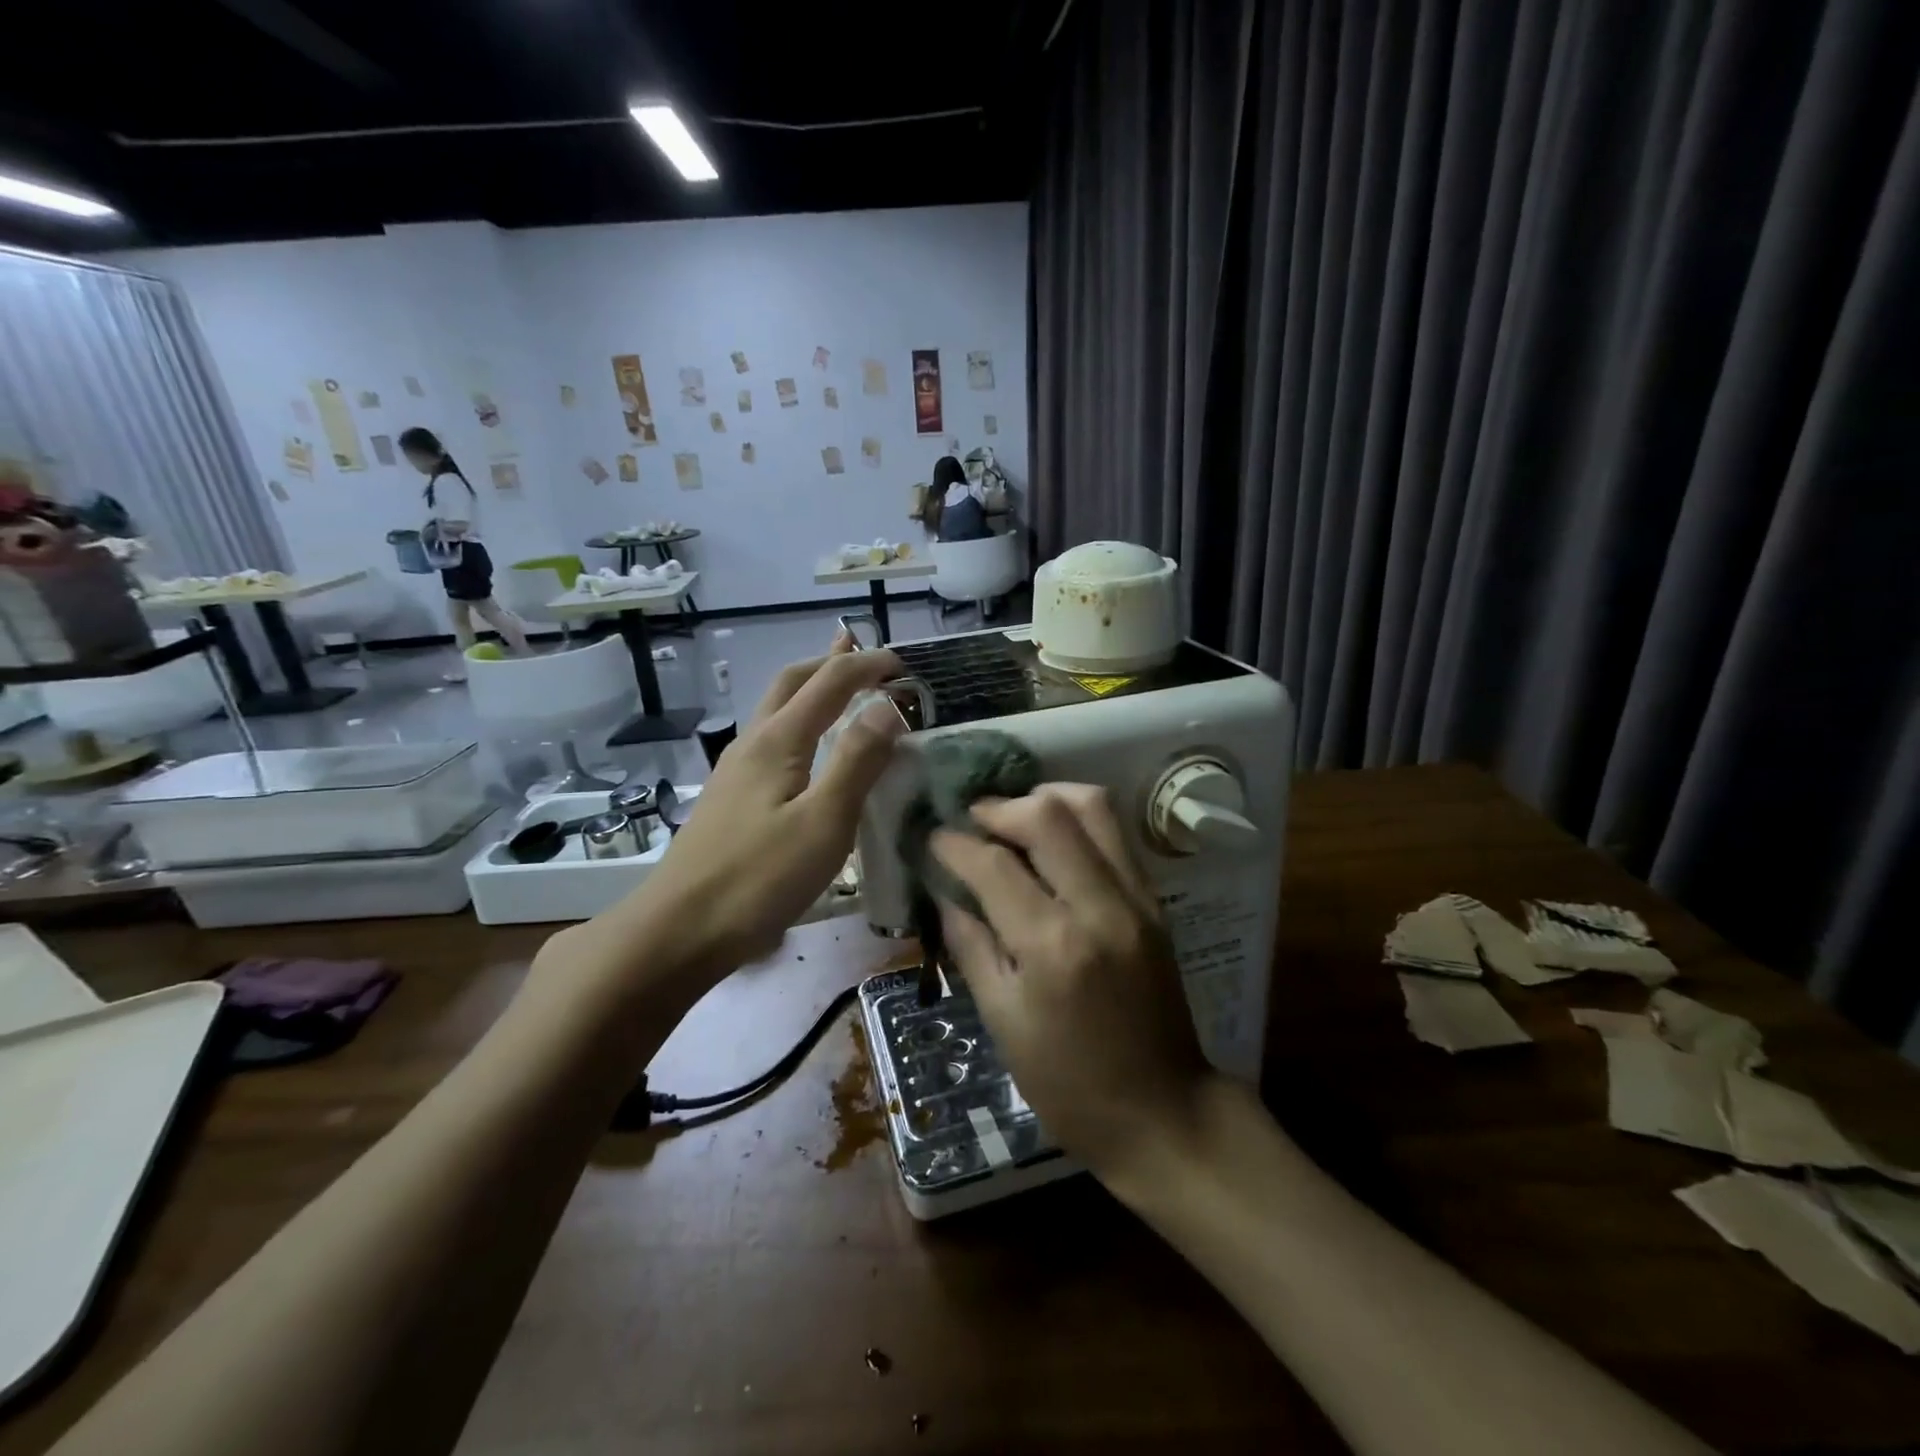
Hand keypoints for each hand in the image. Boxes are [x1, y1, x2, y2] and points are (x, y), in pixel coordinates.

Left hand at [636, 632, 902, 975]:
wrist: (679, 930)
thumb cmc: (759, 878)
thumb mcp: (824, 822)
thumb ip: (857, 761)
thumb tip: (888, 705)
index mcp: (779, 741)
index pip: (830, 683)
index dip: (868, 666)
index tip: (904, 665)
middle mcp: (754, 743)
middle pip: (792, 683)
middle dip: (832, 663)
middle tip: (868, 658)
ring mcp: (736, 771)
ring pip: (778, 711)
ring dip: (813, 690)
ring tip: (840, 687)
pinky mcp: (731, 799)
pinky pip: (773, 741)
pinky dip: (802, 724)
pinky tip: (809, 751)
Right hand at [930, 784, 1210, 1181]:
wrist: (1163, 1112)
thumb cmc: (1068, 1084)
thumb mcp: (1002, 1020)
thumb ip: (971, 943)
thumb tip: (945, 888)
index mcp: (1052, 946)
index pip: (993, 865)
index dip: (954, 844)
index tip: (933, 838)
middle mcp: (1099, 906)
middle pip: (1048, 814)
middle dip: (999, 807)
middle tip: (972, 822)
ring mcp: (1136, 898)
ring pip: (1092, 806)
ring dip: (1044, 799)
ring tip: (1013, 821)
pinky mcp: (1155, 901)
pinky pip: (1114, 833)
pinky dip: (1076, 822)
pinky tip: (1051, 843)